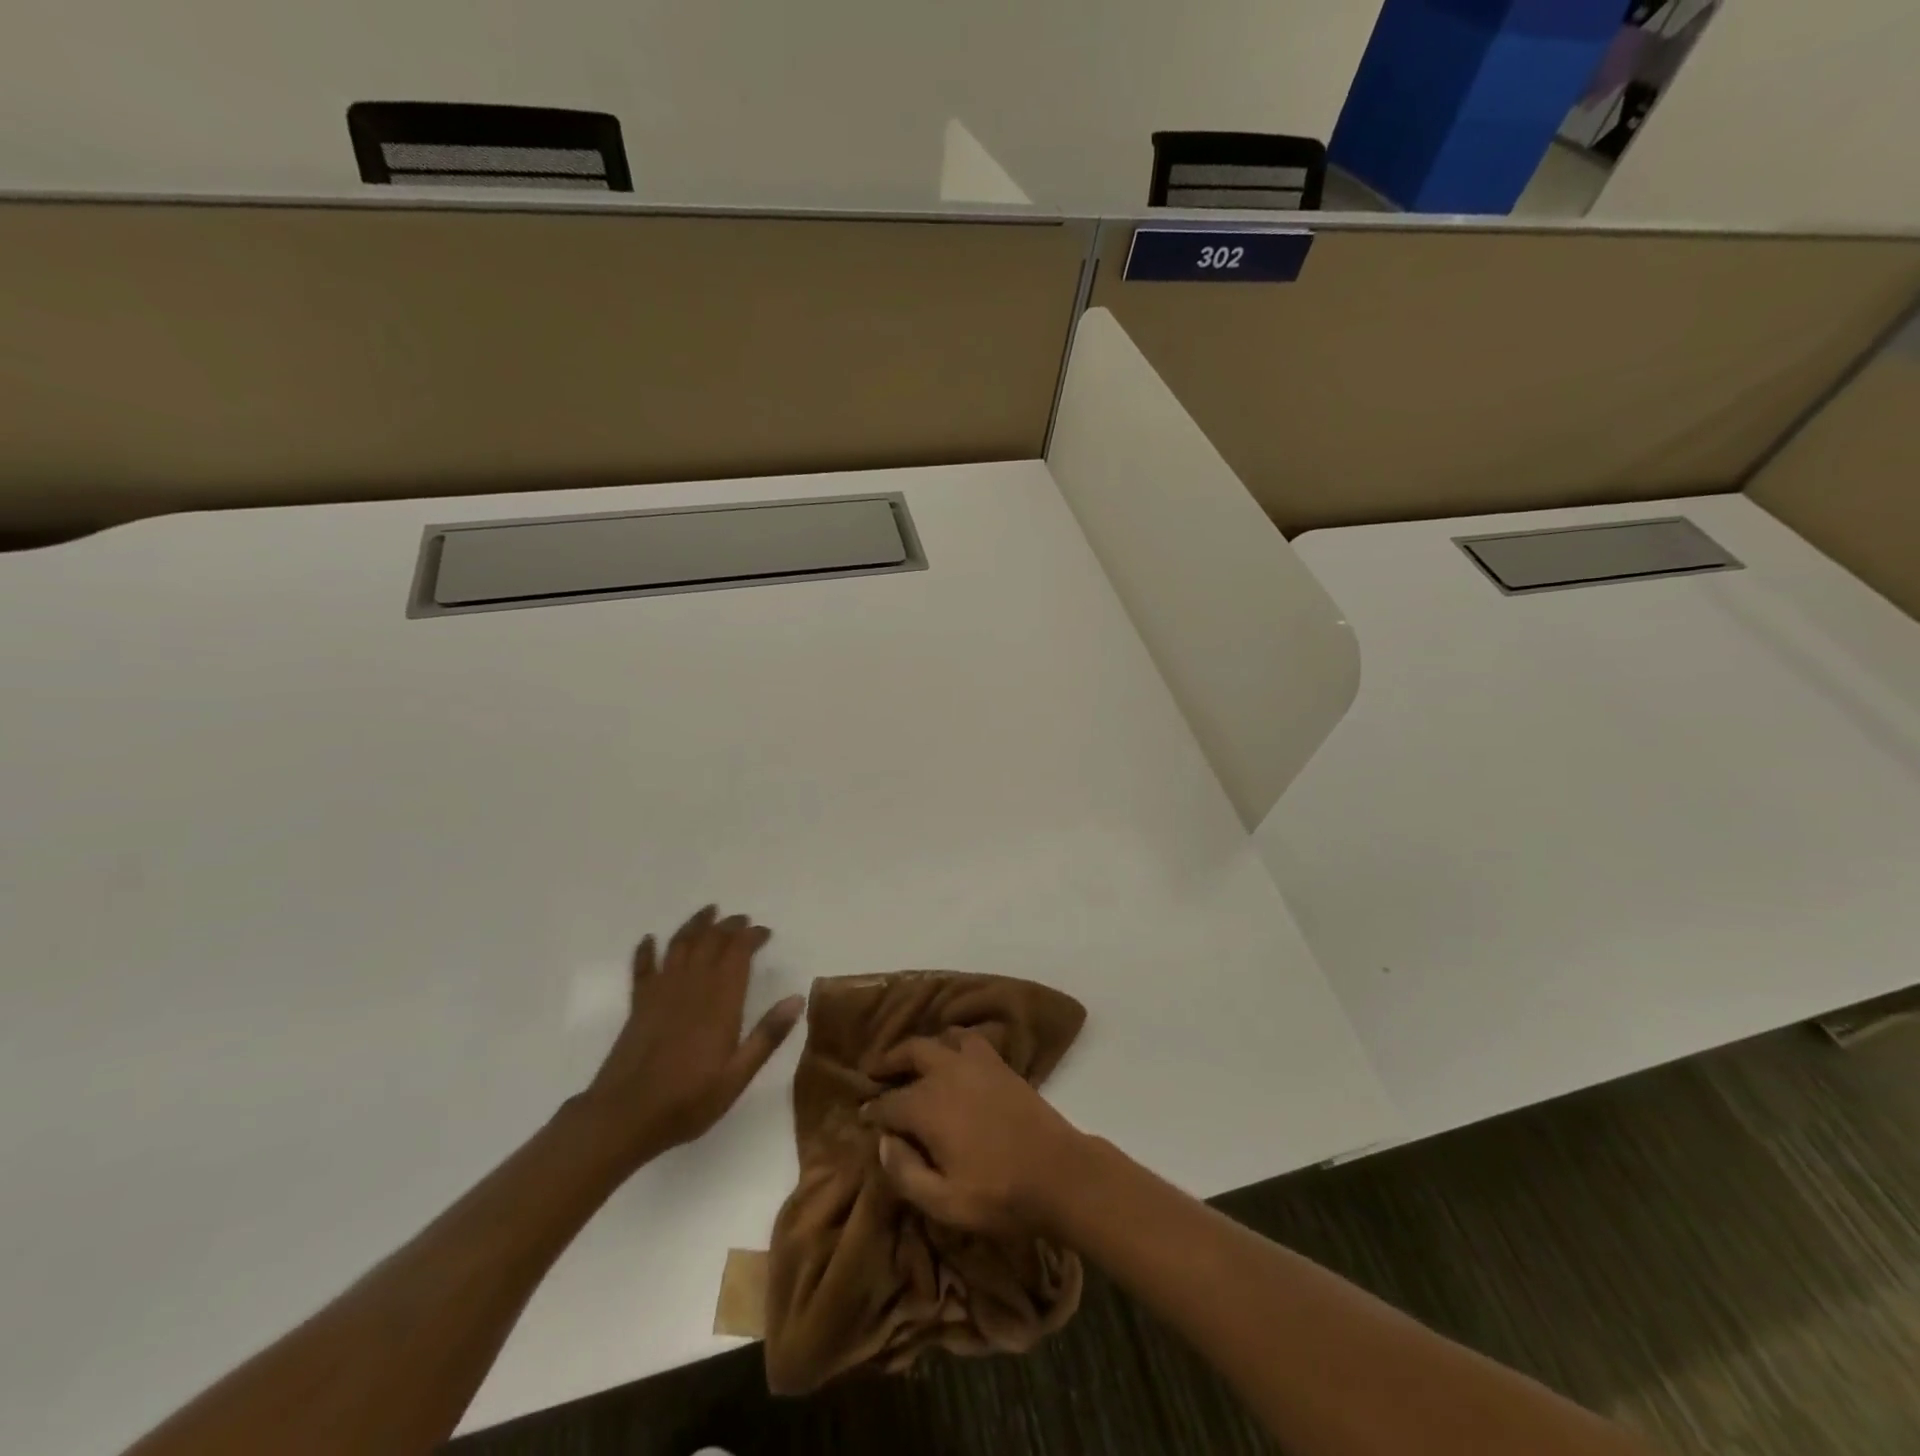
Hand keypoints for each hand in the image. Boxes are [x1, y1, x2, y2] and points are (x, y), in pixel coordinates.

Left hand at [579, 905, 804, 1168]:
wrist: (623, 1118)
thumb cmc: (687, 1101)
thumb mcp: (737, 1077)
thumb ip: (767, 1036)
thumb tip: (797, 999)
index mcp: (720, 1002)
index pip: (738, 953)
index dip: (752, 936)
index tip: (765, 932)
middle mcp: (691, 986)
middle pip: (711, 941)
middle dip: (729, 926)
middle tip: (743, 920)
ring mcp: (661, 992)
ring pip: (679, 945)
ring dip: (695, 925)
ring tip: (708, 911)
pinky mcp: (638, 1004)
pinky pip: (643, 967)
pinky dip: (647, 950)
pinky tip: (650, 939)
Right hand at [862, 1031, 1086, 1236]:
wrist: (1058, 1173)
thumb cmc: (999, 1194)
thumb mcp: (944, 1202)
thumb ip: (905, 1173)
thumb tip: (883, 1142)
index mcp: (928, 1106)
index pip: (888, 1103)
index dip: (871, 1111)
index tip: (861, 1117)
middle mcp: (947, 1073)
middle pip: (910, 1053)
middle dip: (889, 1062)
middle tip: (875, 1072)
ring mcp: (976, 1063)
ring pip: (940, 1039)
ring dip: (922, 1047)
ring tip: (913, 1061)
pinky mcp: (1000, 1064)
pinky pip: (970, 1039)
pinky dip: (954, 1041)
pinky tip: (953, 1055)